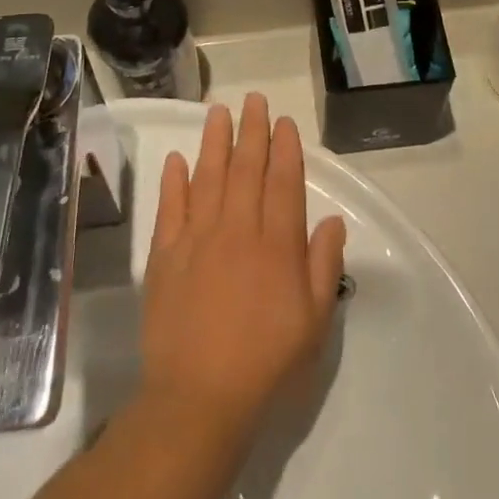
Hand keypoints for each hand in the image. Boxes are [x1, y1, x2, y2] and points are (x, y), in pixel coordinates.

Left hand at [140, 95, 346, 443]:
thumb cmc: (266, 361)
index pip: (283, 181)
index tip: (283, 122)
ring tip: (218, 112)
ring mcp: (197, 238)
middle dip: (252, 130)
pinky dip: (173, 180)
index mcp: (276, 243)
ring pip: (208, 176)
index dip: (285, 148)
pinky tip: (177, 159)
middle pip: (246, 168)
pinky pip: (170, 207)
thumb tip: (333, 221)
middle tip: (253, 100)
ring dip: (214, 141)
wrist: (198, 398)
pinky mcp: (165, 255)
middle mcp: (238, 229)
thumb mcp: (314, 321)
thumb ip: (324, 265)